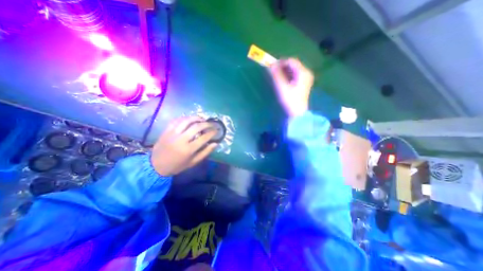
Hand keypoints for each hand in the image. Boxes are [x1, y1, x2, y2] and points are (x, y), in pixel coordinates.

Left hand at [150, 115, 218, 175]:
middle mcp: (181, 139)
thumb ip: (205, 152)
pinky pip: (176, 120)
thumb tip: (215, 143)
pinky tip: (190, 119)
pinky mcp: (166, 130)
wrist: (156, 165)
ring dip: (196, 118)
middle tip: (211, 124)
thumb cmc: (177, 165)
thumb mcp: (193, 162)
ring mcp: (172, 133)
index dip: (212, 132)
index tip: (217, 130)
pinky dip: (185, 118)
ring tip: (202, 119)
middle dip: (207, 124)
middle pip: (197, 127)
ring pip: (186, 120)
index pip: (204, 137)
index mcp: (188, 149)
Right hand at [267, 58, 313, 116]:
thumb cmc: (291, 100)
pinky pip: (296, 75)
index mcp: (303, 72)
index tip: (273, 65)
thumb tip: (271, 65)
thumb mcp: (282, 87)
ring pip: (294, 70)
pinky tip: (283, 79)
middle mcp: (306, 73)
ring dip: (285, 71)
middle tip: (274, 71)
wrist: (298, 112)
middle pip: (293, 65)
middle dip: (283, 66)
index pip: (292, 61)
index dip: (281, 62)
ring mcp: (306, 78)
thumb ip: (277, 75)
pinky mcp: (304, 83)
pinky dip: (289, 75)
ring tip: (277, 75)